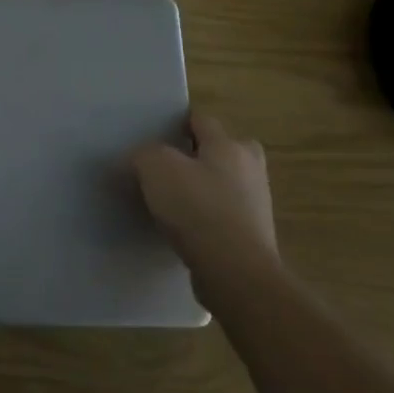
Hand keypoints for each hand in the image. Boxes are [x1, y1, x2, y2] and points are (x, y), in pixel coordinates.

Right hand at [131, 109, 277, 280]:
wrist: (235, 272)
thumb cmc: (197, 208)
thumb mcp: (156, 168)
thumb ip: (143, 155)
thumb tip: (137, 160)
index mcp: (229, 145)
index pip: (201, 120)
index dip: (177, 123)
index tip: (154, 134)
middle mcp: (249, 169)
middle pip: (221, 150)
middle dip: (199, 155)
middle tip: (168, 166)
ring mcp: (255, 205)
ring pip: (223, 184)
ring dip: (202, 189)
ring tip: (170, 201)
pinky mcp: (252, 237)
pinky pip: (223, 216)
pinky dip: (206, 218)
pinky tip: (183, 229)